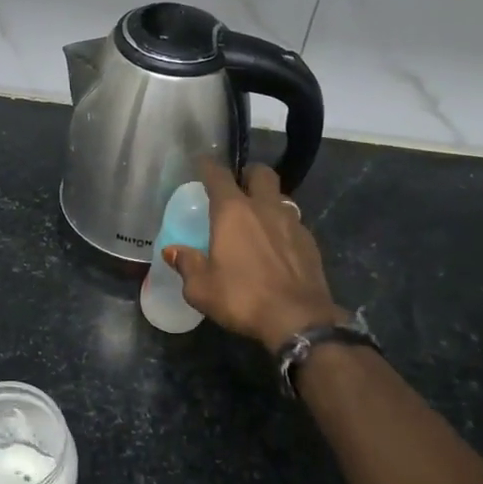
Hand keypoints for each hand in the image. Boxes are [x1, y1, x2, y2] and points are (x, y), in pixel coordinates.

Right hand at [164, 160, 346, 350]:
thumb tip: (172, 251)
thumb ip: (186, 264)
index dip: (208, 166)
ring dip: (268, 200)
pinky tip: (277, 245)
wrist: (298, 319)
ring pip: (280, 196)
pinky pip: (294, 222)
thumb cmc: (242, 298)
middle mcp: (264, 207)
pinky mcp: (310, 241)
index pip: (218, 175)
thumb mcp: (201, 288)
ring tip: (258, 219)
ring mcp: (292, 222)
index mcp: (233, 211)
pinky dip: (282, 225)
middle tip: (238, 187)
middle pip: (260, 173)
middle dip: (248, 174)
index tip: (201, 164)